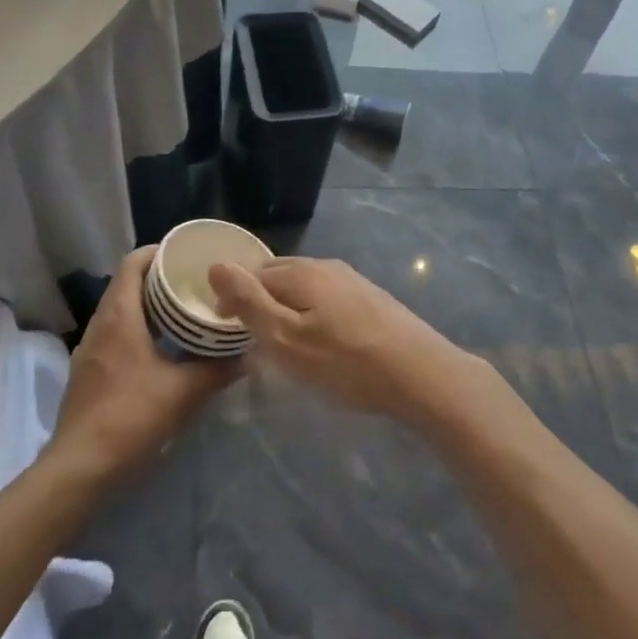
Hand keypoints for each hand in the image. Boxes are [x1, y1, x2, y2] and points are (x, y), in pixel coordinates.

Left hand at [51, 245, 235, 480]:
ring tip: (181, 312)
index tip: (185, 255)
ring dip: (147, 306)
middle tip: (192, 283)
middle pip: (126, 284)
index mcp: (119, 315)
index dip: (157, 252)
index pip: (132, 263)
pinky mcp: (88, 373)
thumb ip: (216, 370)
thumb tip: (247, 356)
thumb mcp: (182, 392)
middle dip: (157, 279)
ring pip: (119, 311)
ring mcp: (89, 349)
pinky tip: (160, 349)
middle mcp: (100, 324)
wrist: (79, 468)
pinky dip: (137, 329)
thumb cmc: (130, 416)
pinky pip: (114, 334)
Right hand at [208, 256, 476, 425]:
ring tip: (284, 342)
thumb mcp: (286, 339)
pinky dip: (312, 313)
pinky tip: (322, 341)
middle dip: (260, 299)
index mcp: (301, 272)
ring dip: (286, 307)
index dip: (234, 299)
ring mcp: (352, 280)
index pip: (253, 274)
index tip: (226, 331)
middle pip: (279, 276)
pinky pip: (327, 298)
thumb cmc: (346, 362)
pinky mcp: (372, 298)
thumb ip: (250, 302)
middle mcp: (326, 266)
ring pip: (305, 287)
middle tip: (252, 338)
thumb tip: (216, 264)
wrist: (421, 374)